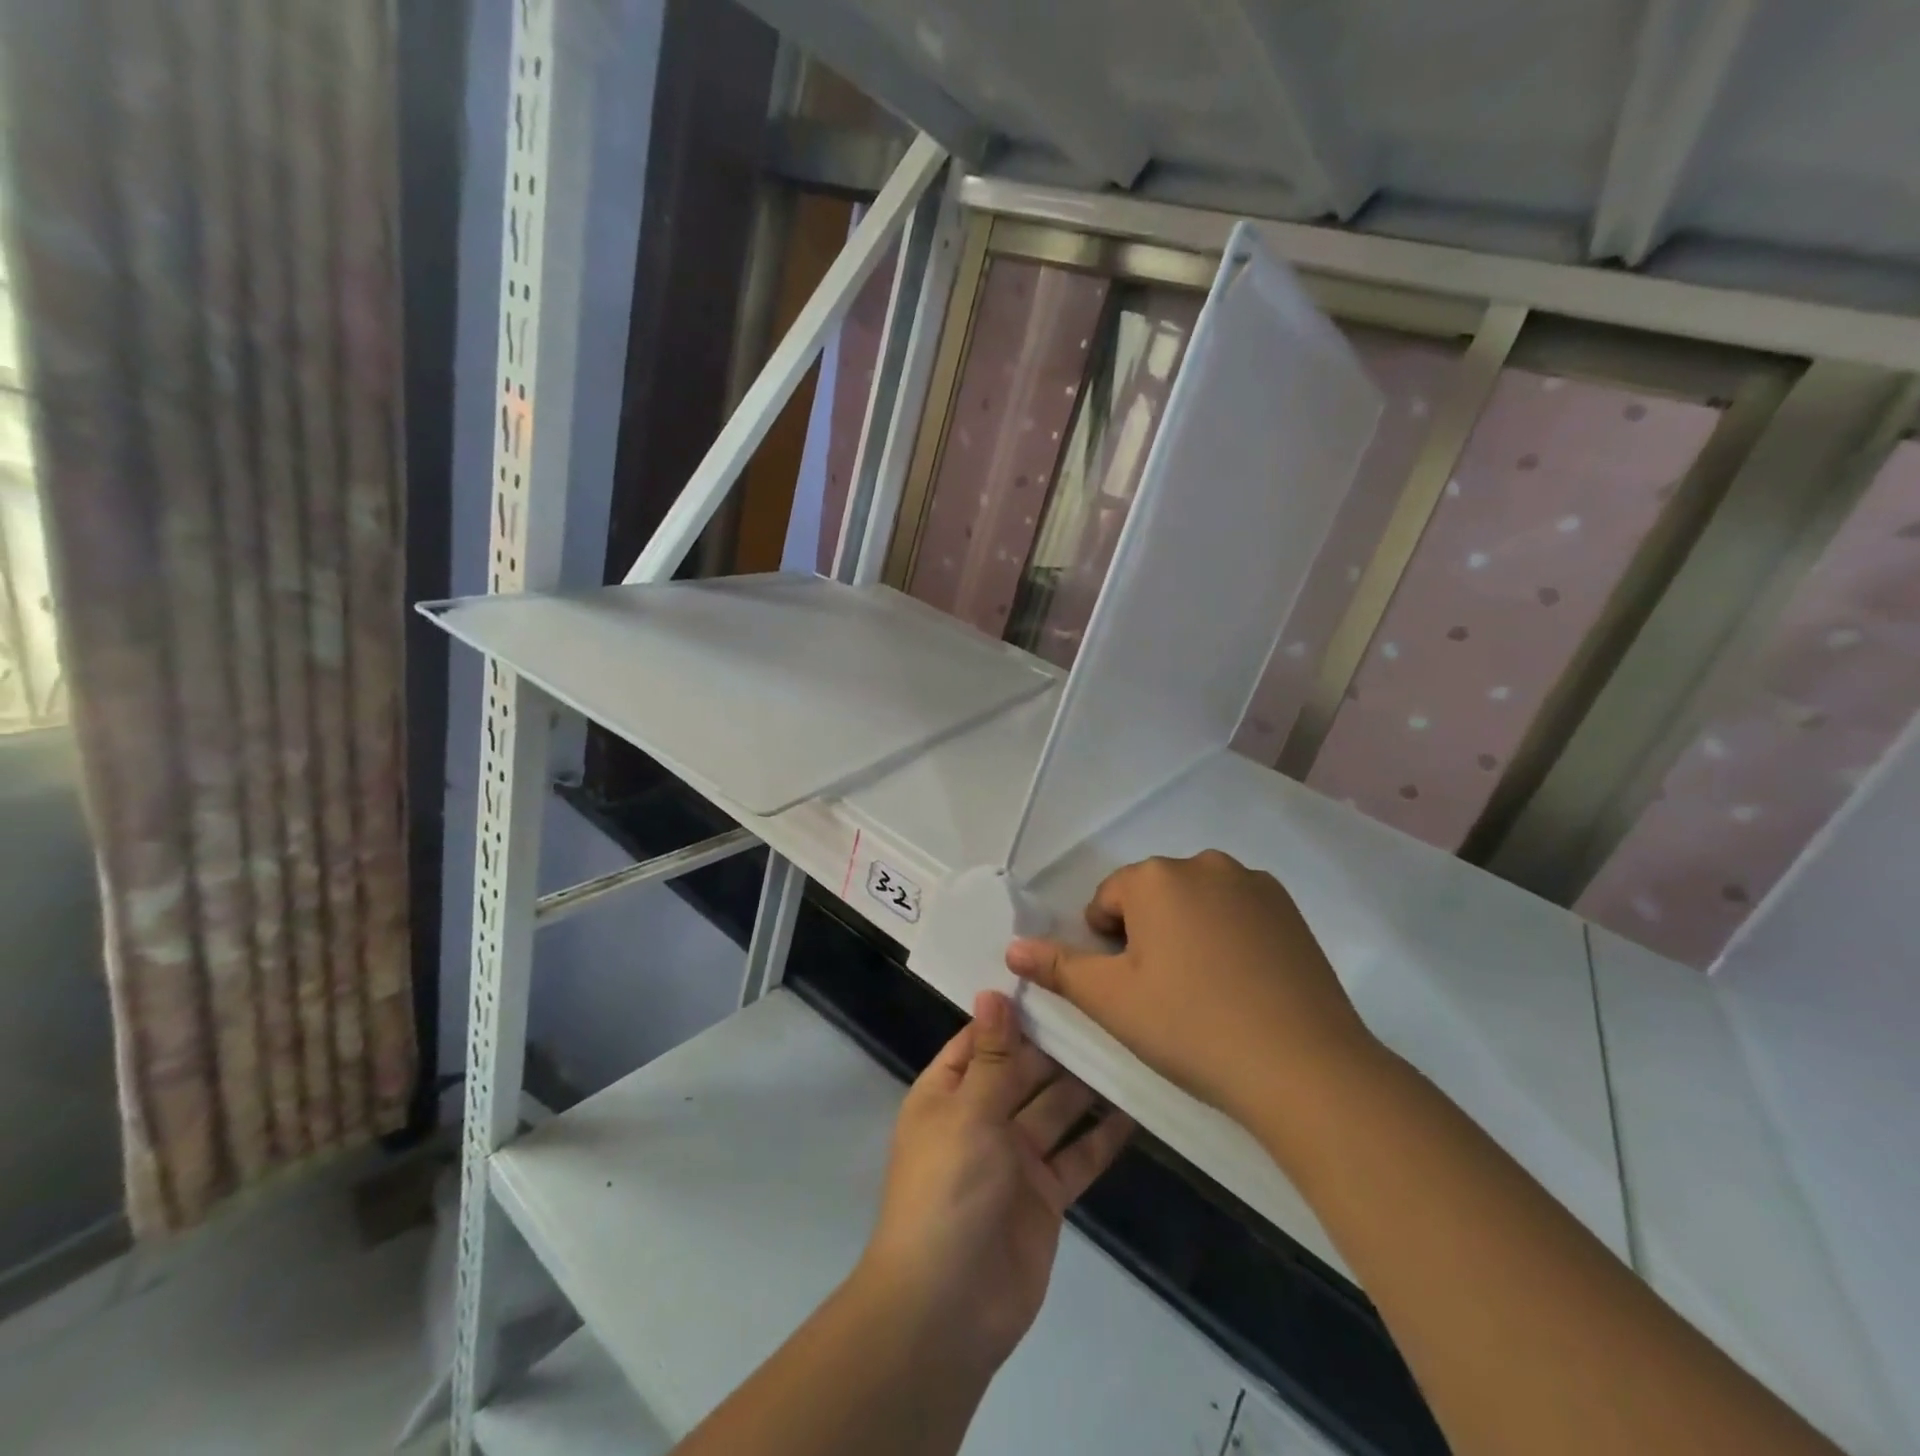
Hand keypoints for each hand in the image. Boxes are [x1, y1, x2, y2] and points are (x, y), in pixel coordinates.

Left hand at [855, 991, 1133, 1377]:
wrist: (948, 1308)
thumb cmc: (948, 1190)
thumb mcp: (968, 1113)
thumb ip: (991, 1056)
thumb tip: (992, 991)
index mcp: (948, 1094)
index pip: (981, 1040)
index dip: (1013, 1013)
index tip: (1053, 977)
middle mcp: (980, 1118)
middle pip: (1023, 1071)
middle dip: (1057, 1046)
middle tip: (1106, 1008)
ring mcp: (1015, 1158)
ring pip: (1055, 1109)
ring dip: (1084, 1085)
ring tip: (1126, 1047)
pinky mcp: (1045, 1195)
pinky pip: (1077, 1156)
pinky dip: (1102, 1136)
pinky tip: (1134, 1109)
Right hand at [1004, 850, 1380, 1130]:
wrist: (1303, 1066)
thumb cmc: (1191, 1026)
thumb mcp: (1111, 1000)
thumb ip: (1058, 967)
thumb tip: (1013, 948)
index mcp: (1156, 878)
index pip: (1109, 899)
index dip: (1108, 944)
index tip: (1129, 987)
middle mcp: (1204, 864)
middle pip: (1153, 895)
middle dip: (1147, 934)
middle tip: (1163, 993)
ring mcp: (1253, 883)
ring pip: (1196, 902)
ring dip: (1187, 932)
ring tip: (1205, 991)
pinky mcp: (1290, 909)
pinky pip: (1238, 912)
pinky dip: (1229, 937)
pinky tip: (1242, 985)